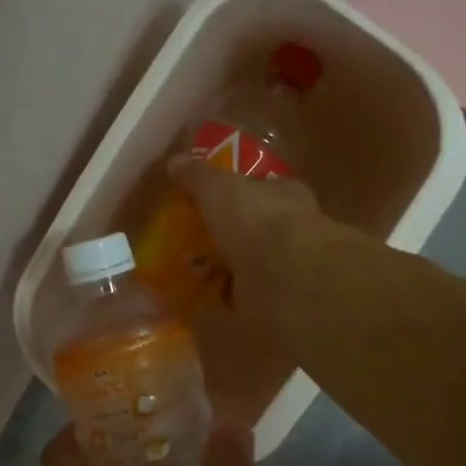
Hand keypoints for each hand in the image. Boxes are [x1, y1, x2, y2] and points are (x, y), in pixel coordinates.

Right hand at [166, 157, 318, 327]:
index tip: (207, 203)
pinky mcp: (274, 304)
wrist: (286, 278)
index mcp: (285, 195)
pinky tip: (196, 302)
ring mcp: (284, 270)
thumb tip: (175, 161)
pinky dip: (221, 302)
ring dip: (221, 271)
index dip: (236, 194)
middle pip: (252, 231)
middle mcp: (290, 231)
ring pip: (247, 266)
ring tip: (185, 273)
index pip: (261, 190)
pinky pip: (241, 301)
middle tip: (189, 242)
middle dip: (225, 237)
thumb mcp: (219, 187)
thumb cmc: (257, 220)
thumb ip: (198, 176)